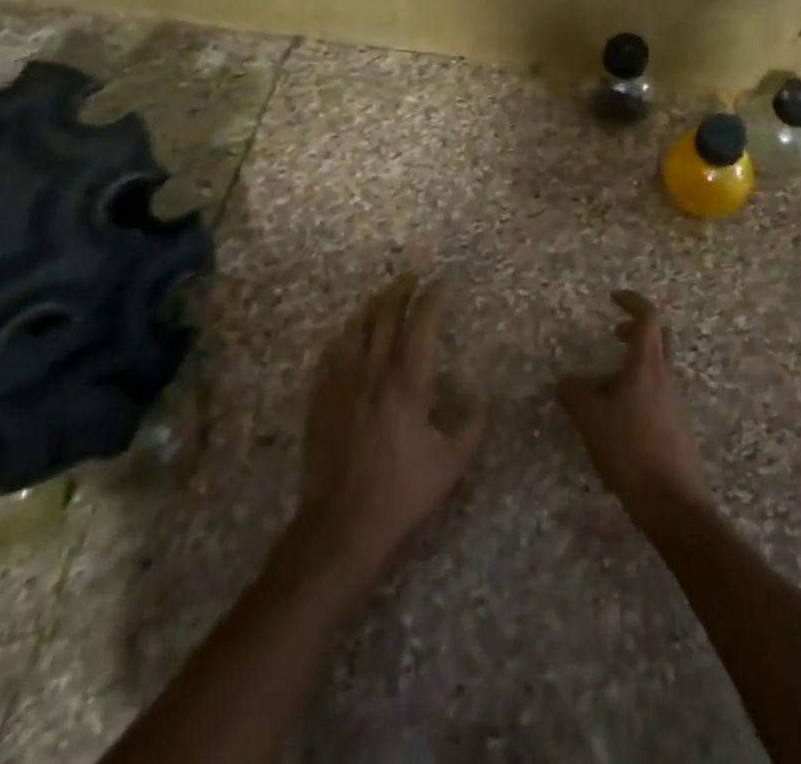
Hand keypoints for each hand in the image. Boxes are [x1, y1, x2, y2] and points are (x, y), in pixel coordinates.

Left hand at [292, 275, 482, 586]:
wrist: (341, 524)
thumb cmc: (400, 493)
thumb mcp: (450, 465)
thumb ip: (470, 428)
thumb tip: (481, 403)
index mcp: (408, 383)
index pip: (421, 325)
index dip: (432, 299)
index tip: (441, 283)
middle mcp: (373, 372)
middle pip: (385, 315)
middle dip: (400, 290)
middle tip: (412, 275)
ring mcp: (341, 383)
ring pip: (355, 328)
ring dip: (371, 307)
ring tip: (382, 297)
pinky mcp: (319, 399)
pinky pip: (330, 354)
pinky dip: (344, 336)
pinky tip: (348, 336)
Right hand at [557, 291, 705, 521]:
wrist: (670, 500)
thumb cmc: (629, 450)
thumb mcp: (591, 419)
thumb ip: (574, 393)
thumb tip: (565, 381)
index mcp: (646, 365)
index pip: (648, 318)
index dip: (632, 302)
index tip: (613, 298)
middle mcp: (664, 376)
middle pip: (659, 336)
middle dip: (637, 328)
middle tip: (614, 332)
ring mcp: (673, 400)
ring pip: (657, 364)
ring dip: (634, 361)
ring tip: (603, 383)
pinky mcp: (674, 422)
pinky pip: (656, 389)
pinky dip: (637, 386)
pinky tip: (616, 413)